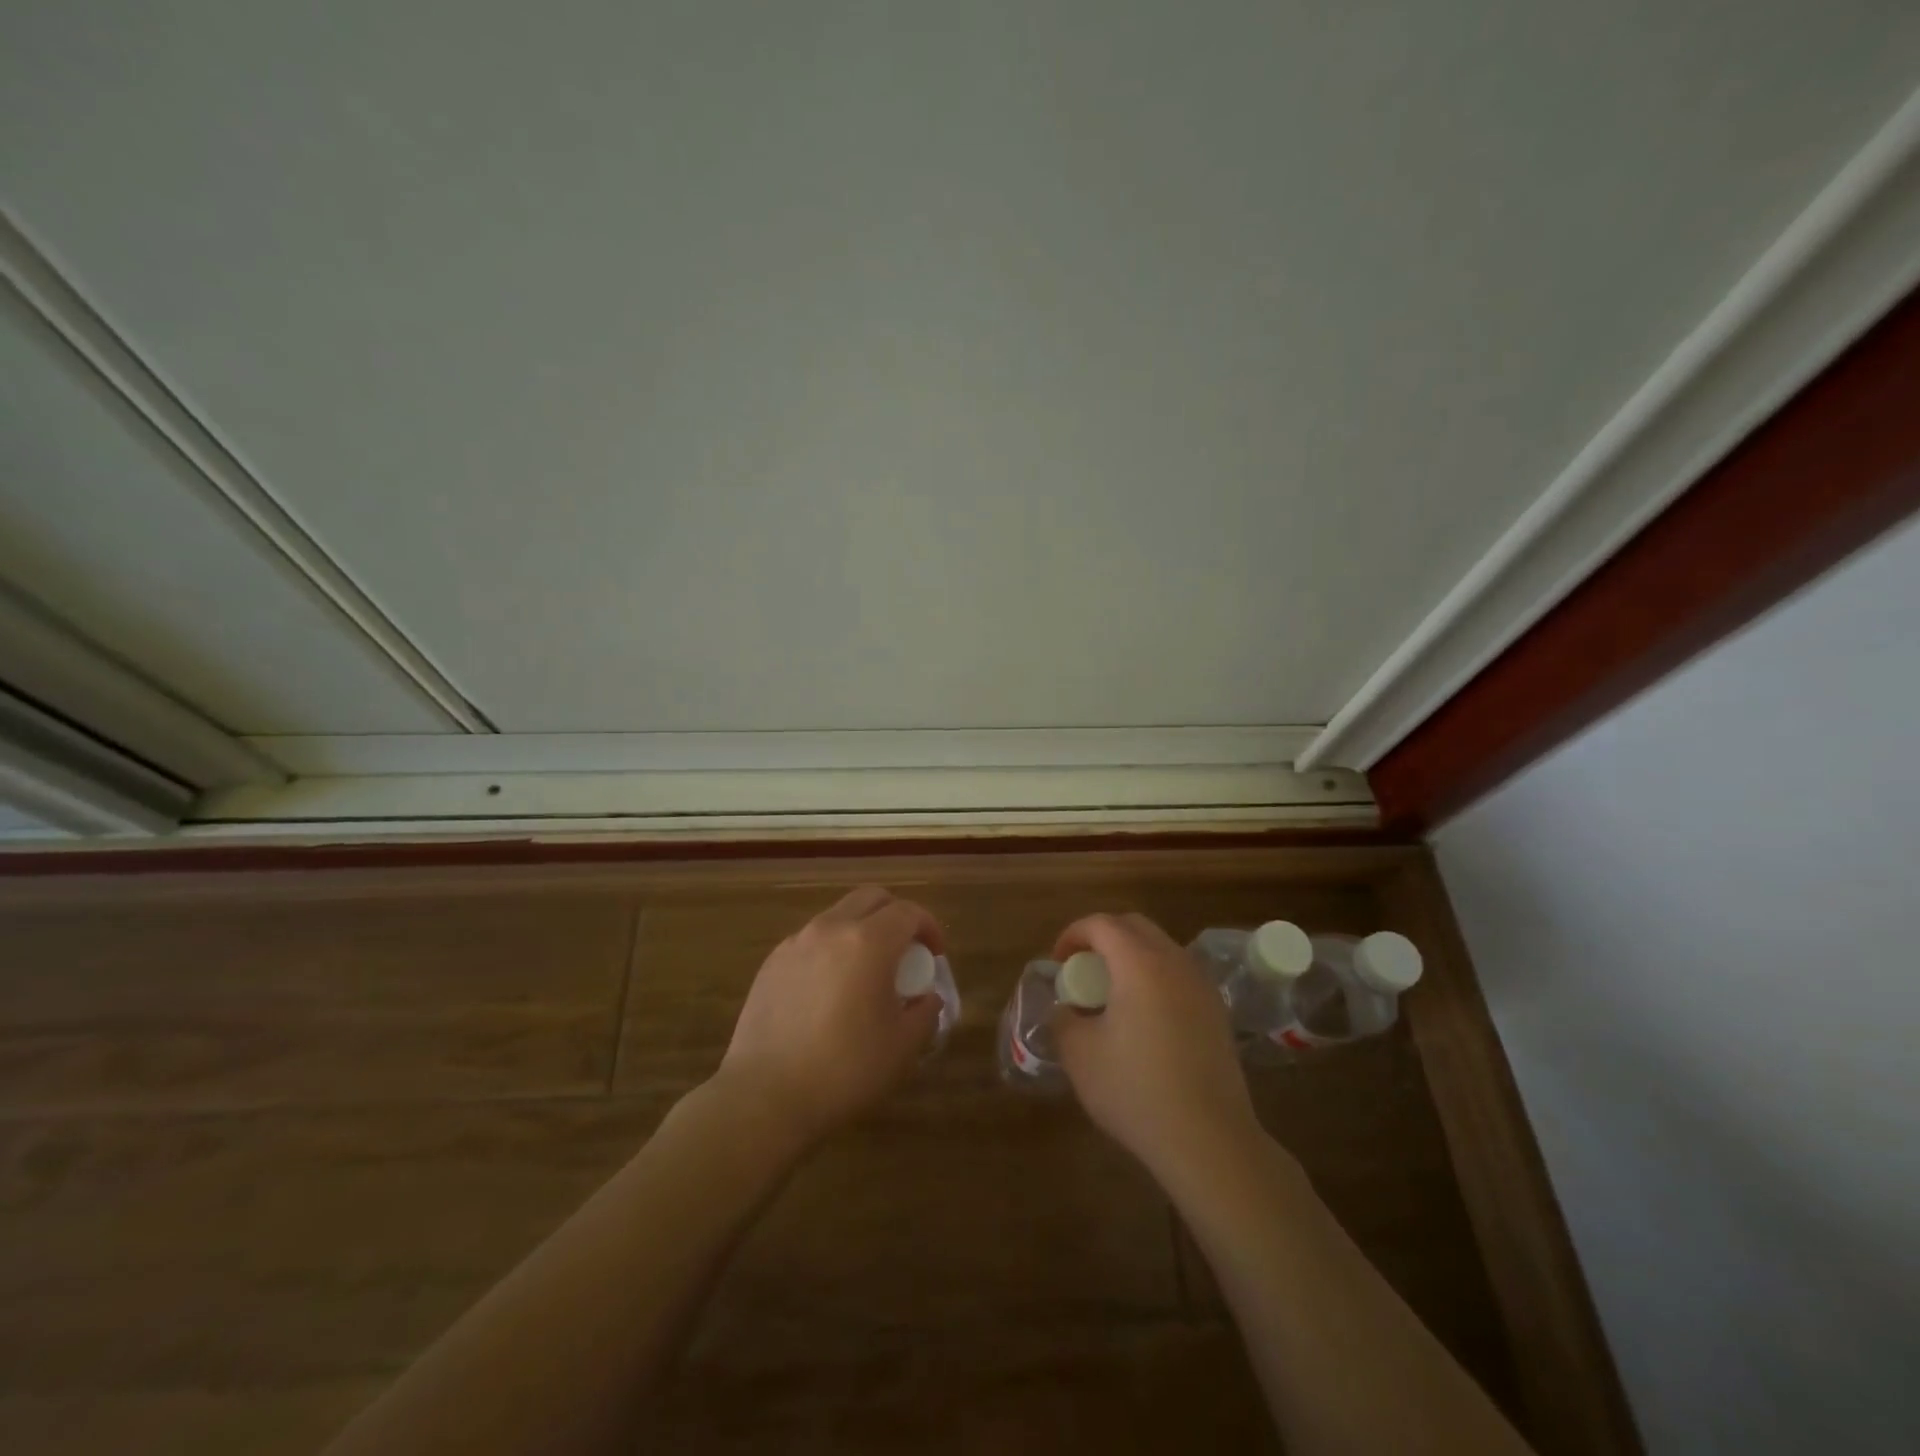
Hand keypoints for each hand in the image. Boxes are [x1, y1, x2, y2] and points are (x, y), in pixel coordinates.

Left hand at [715, 885, 942, 1146]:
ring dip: (861, 930)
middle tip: (906, 951)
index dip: (929, 927)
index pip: (908, 912)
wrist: (765, 1097)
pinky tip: (831, 989)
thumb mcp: (902, 1046)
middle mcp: (831, 929)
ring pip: (838, 915)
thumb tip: (927, 997)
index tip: (935, 955)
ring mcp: (796, 943)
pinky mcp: (771, 963)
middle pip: (871, 897)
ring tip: (867, 971)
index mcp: (868, 942)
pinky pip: (811, 939)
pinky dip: (831, 948)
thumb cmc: (845, 1070)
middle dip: (896, 915)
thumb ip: (924, 1012)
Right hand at [1049, 913, 1261, 1181]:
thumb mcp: (1080, 1056)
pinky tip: (1144, 1017)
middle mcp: (1175, 962)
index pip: (1101, 924)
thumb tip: (1067, 1009)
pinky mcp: (1217, 1012)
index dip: (1073, 934)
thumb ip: (1064, 1021)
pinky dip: (1155, 977)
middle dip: (1103, 936)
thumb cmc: (1136, 1091)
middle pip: (1135, 926)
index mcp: (1139, 963)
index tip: (1058, 961)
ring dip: (1131, 956)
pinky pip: (1179, 974)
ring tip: (1112, 992)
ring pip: (1161, 948)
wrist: (1209, 1139)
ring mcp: (1202, 986)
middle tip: (1083, 968)